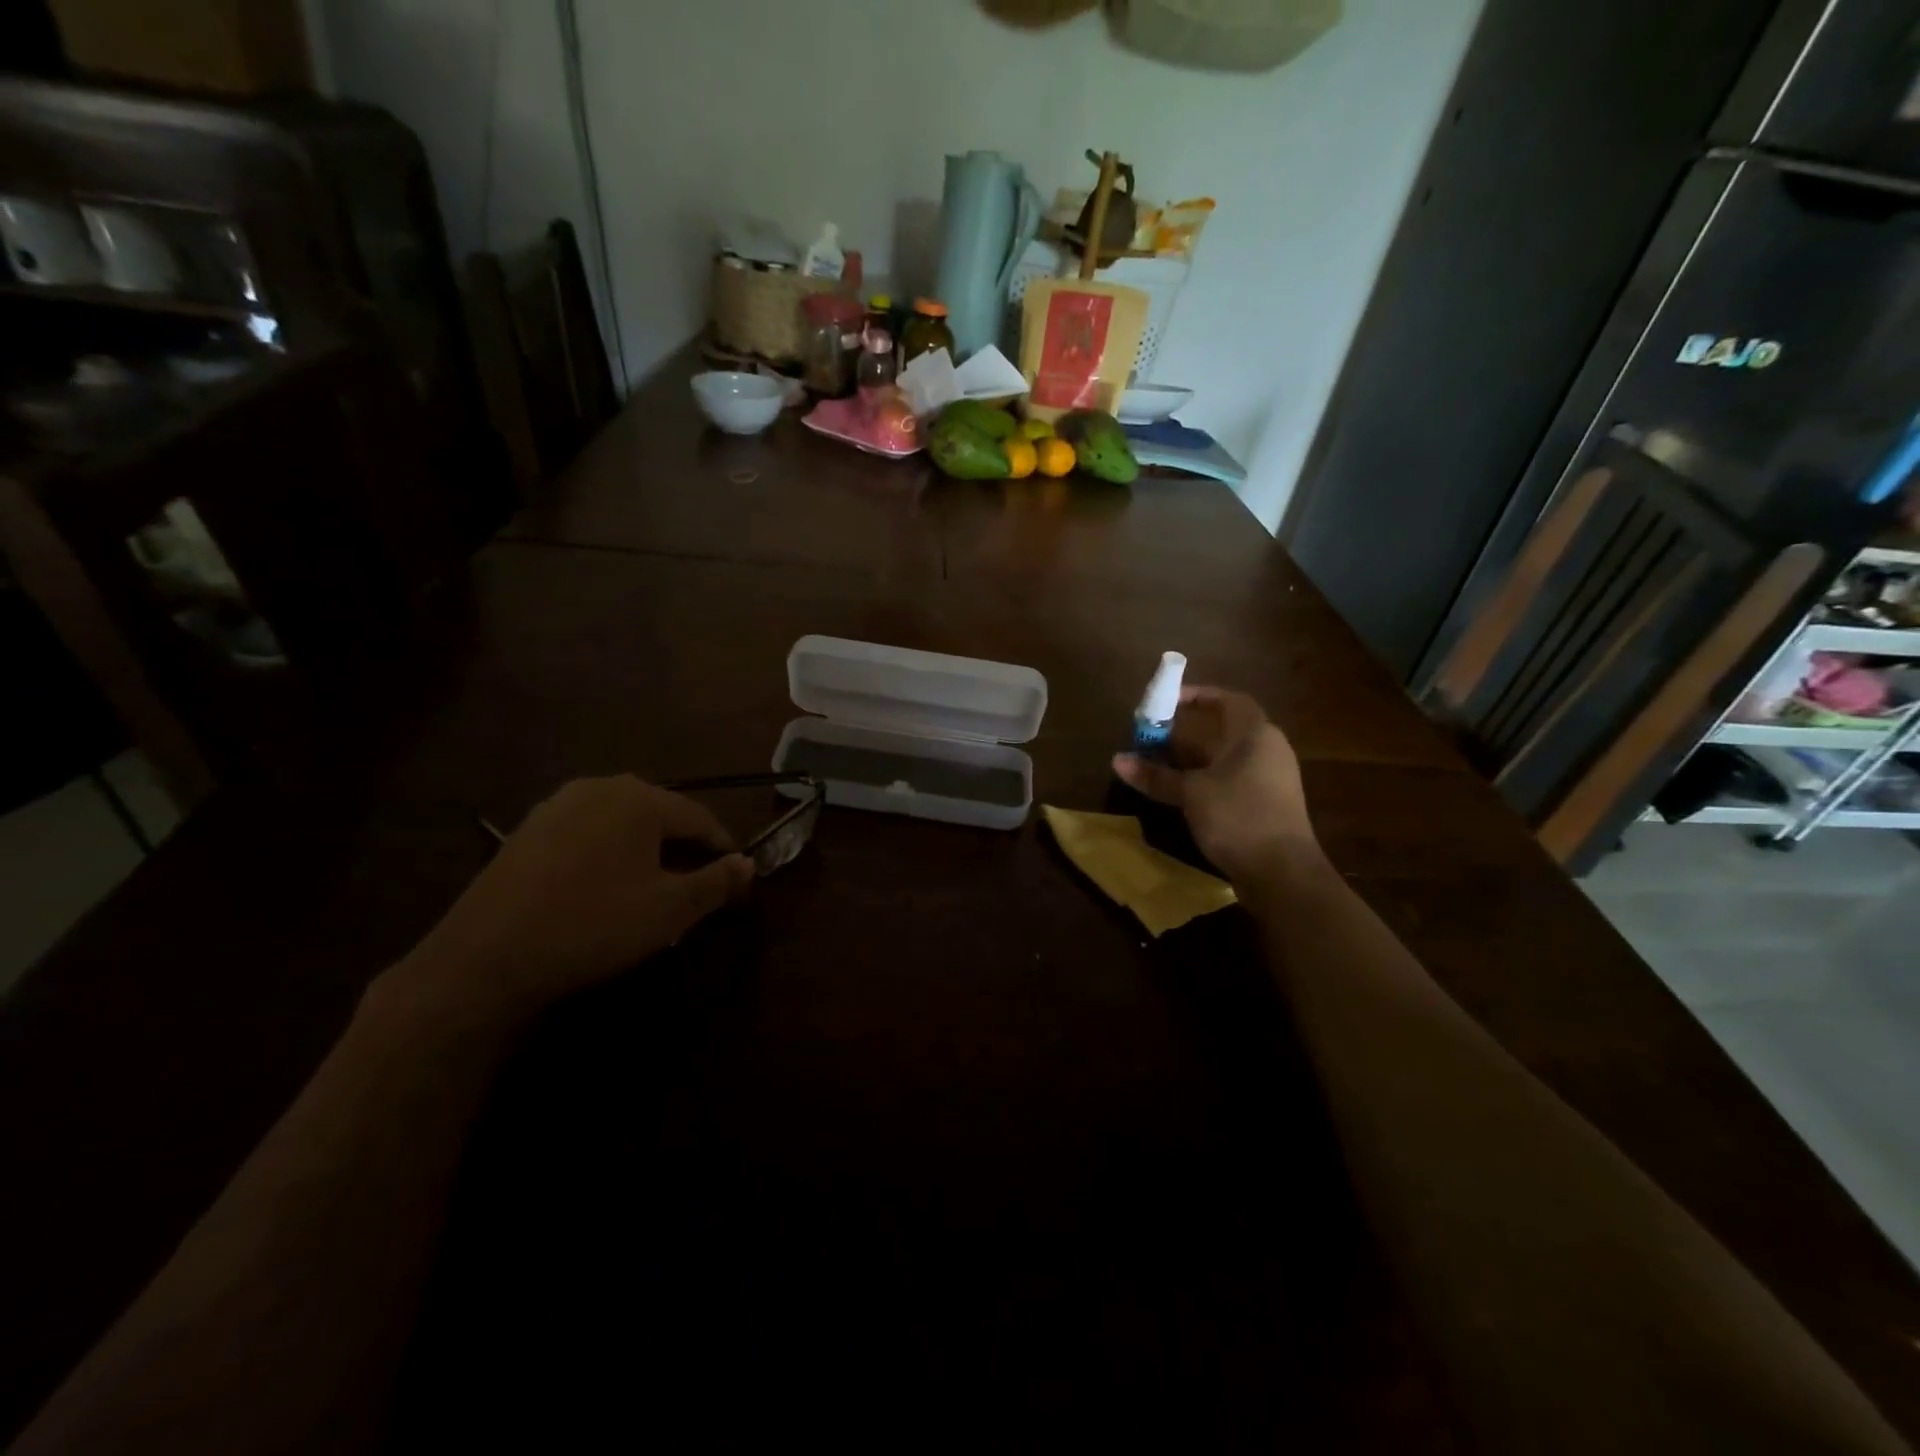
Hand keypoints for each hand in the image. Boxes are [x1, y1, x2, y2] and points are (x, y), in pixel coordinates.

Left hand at [375, 776, 753, 1026]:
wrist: (486, 956)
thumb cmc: (594, 924)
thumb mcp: (670, 910)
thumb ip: (717, 882)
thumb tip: (748, 864)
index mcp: (641, 798)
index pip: (699, 817)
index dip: (722, 847)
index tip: (736, 878)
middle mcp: (601, 787)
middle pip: (660, 814)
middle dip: (683, 847)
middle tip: (696, 884)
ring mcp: (558, 804)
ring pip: (622, 822)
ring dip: (645, 849)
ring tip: (652, 886)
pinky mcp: (528, 829)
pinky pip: (587, 832)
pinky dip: (608, 853)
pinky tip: (603, 886)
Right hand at [1113, 686, 1321, 885]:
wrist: (1283, 873)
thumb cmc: (1237, 816)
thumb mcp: (1191, 793)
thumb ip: (1156, 775)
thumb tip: (1117, 760)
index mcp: (1256, 734)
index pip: (1230, 700)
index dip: (1200, 696)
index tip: (1168, 701)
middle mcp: (1269, 750)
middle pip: (1227, 730)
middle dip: (1190, 731)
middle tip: (1156, 736)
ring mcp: (1272, 779)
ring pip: (1229, 758)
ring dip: (1197, 758)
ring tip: (1163, 764)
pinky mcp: (1269, 805)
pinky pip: (1234, 779)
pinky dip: (1209, 779)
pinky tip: (1185, 793)